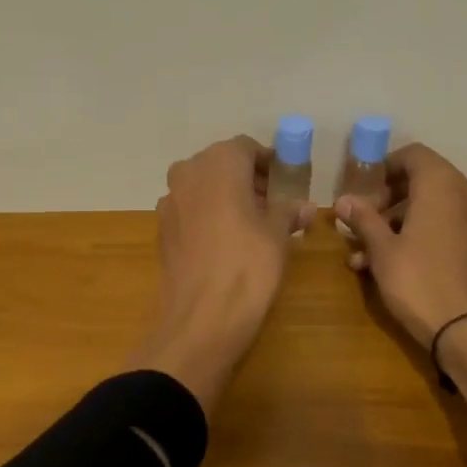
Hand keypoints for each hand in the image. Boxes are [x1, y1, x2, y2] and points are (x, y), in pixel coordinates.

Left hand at [127, 136, 314, 412]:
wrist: (201, 318)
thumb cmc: (248, 265)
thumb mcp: (278, 235)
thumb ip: (288, 212)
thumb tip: (304, 206)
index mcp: (219, 163)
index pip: (246, 148)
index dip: (267, 162)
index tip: (285, 181)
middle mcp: (188, 173)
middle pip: (221, 165)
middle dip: (246, 179)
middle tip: (272, 203)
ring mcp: (170, 202)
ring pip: (202, 187)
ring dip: (225, 197)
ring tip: (252, 224)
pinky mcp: (162, 230)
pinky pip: (190, 210)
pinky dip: (208, 216)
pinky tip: (226, 242)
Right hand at [335, 144, 466, 422]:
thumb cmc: (419, 282)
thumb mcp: (383, 250)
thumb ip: (363, 219)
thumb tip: (343, 200)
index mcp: (442, 184)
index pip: (413, 155)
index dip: (385, 167)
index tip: (363, 190)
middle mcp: (466, 193)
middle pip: (423, 181)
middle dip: (388, 200)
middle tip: (362, 224)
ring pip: (432, 208)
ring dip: (398, 223)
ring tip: (365, 254)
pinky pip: (446, 228)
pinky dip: (420, 236)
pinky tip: (392, 266)